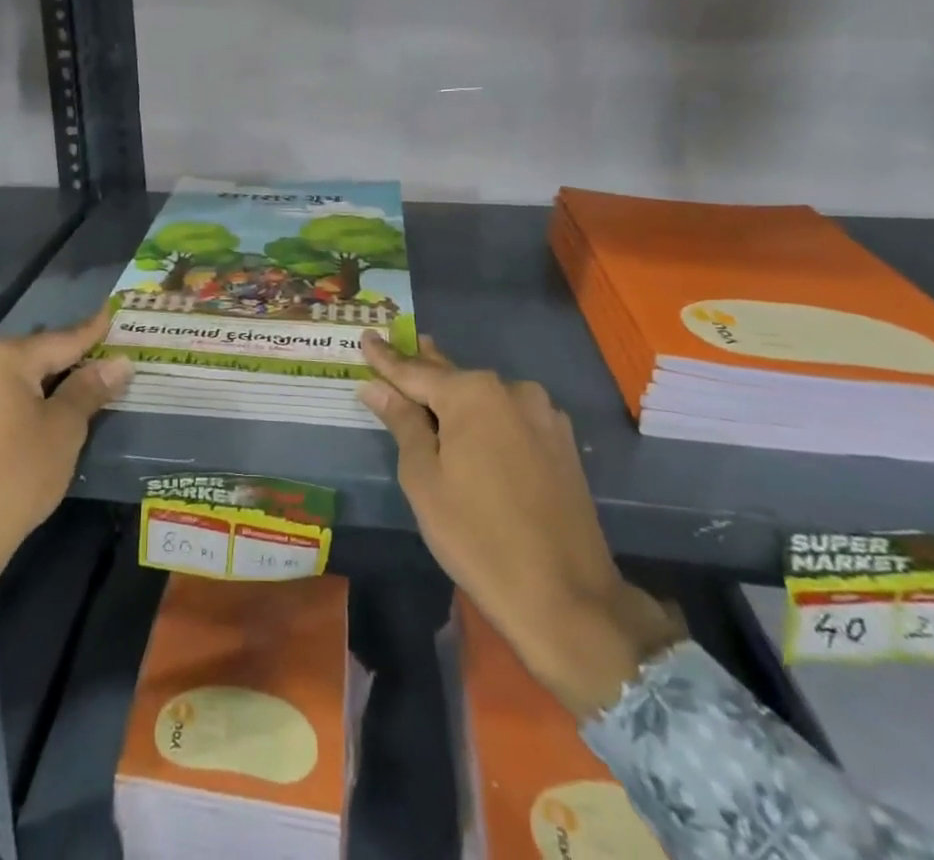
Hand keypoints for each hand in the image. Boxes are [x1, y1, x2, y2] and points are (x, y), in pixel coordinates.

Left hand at [0, 310, 131, 614]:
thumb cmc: (18, 476)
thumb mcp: (64, 430)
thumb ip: (89, 389)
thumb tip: (119, 363)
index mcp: (2, 358)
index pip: (60, 340)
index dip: (91, 332)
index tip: (112, 314)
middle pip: (32, 356)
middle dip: (66, 360)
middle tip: (100, 361)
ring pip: (9, 378)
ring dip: (40, 383)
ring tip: (72, 390)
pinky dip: (15, 402)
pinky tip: (32, 416)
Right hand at [359, 333, 682, 715]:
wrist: (566, 597)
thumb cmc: (476, 536)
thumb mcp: (424, 478)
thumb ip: (402, 423)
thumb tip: (375, 387)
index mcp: (472, 394)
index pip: (415, 370)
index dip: (386, 358)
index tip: (367, 336)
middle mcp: (511, 391)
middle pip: (453, 377)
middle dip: (421, 368)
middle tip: (395, 351)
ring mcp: (543, 415)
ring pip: (485, 397)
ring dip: (455, 396)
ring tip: (429, 392)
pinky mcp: (562, 443)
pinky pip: (510, 417)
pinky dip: (485, 418)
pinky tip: (472, 427)